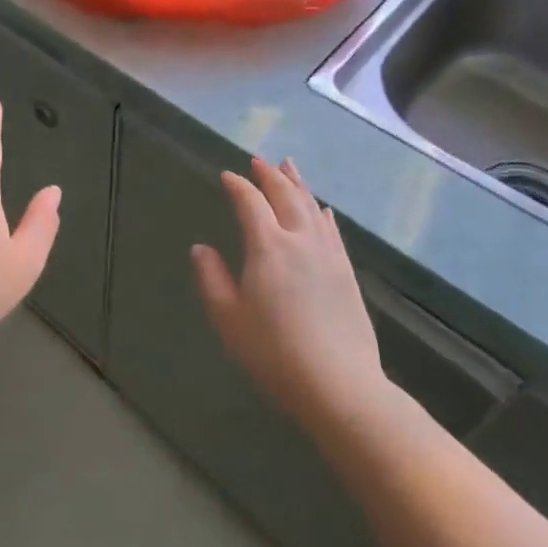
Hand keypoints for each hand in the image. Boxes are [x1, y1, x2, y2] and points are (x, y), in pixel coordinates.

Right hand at [191, 157, 390, 428]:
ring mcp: (328, 255)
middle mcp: (300, 240)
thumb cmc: (273, 352)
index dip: (237, 186)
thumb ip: (211, 278)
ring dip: (298, 184)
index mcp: (267, 246)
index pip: (250, 203)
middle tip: (258, 161)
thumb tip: (201, 248)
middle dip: (269, 175)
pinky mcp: (346, 272)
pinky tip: (322, 209)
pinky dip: (322, 213)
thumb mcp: (228, 317)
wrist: (339, 385)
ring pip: (311, 207)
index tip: (226, 176)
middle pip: (285, 195)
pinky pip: (332, 230)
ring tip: (289, 166)